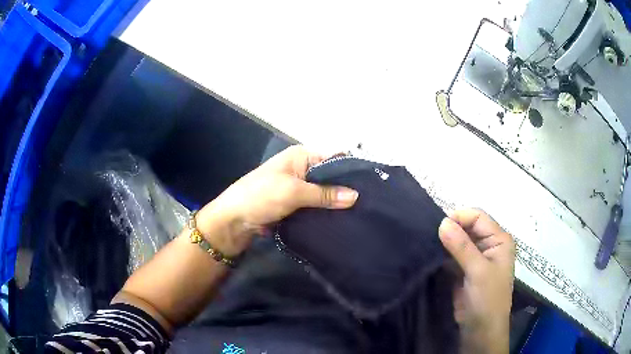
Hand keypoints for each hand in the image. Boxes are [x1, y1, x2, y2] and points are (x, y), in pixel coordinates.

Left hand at [196, 145, 358, 255]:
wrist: (233, 221)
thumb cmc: (260, 197)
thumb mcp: (293, 192)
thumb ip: (324, 193)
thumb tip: (355, 196)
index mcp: (301, 156)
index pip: (333, 158)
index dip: (351, 170)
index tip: (372, 185)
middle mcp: (301, 169)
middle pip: (330, 177)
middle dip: (346, 189)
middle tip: (369, 204)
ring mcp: (298, 188)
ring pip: (324, 194)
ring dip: (336, 203)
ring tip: (361, 214)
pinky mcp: (295, 205)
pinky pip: (316, 207)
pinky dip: (326, 213)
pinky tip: (342, 221)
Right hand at [438, 209, 514, 353]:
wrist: (480, 330)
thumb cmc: (487, 299)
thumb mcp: (478, 271)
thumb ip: (462, 246)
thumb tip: (442, 222)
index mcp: (499, 240)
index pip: (478, 217)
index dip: (459, 218)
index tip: (438, 226)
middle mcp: (489, 245)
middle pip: (468, 227)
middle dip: (450, 229)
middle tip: (428, 234)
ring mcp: (476, 258)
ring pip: (458, 241)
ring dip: (444, 242)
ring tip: (426, 243)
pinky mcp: (464, 270)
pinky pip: (452, 256)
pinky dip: (441, 254)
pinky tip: (429, 255)